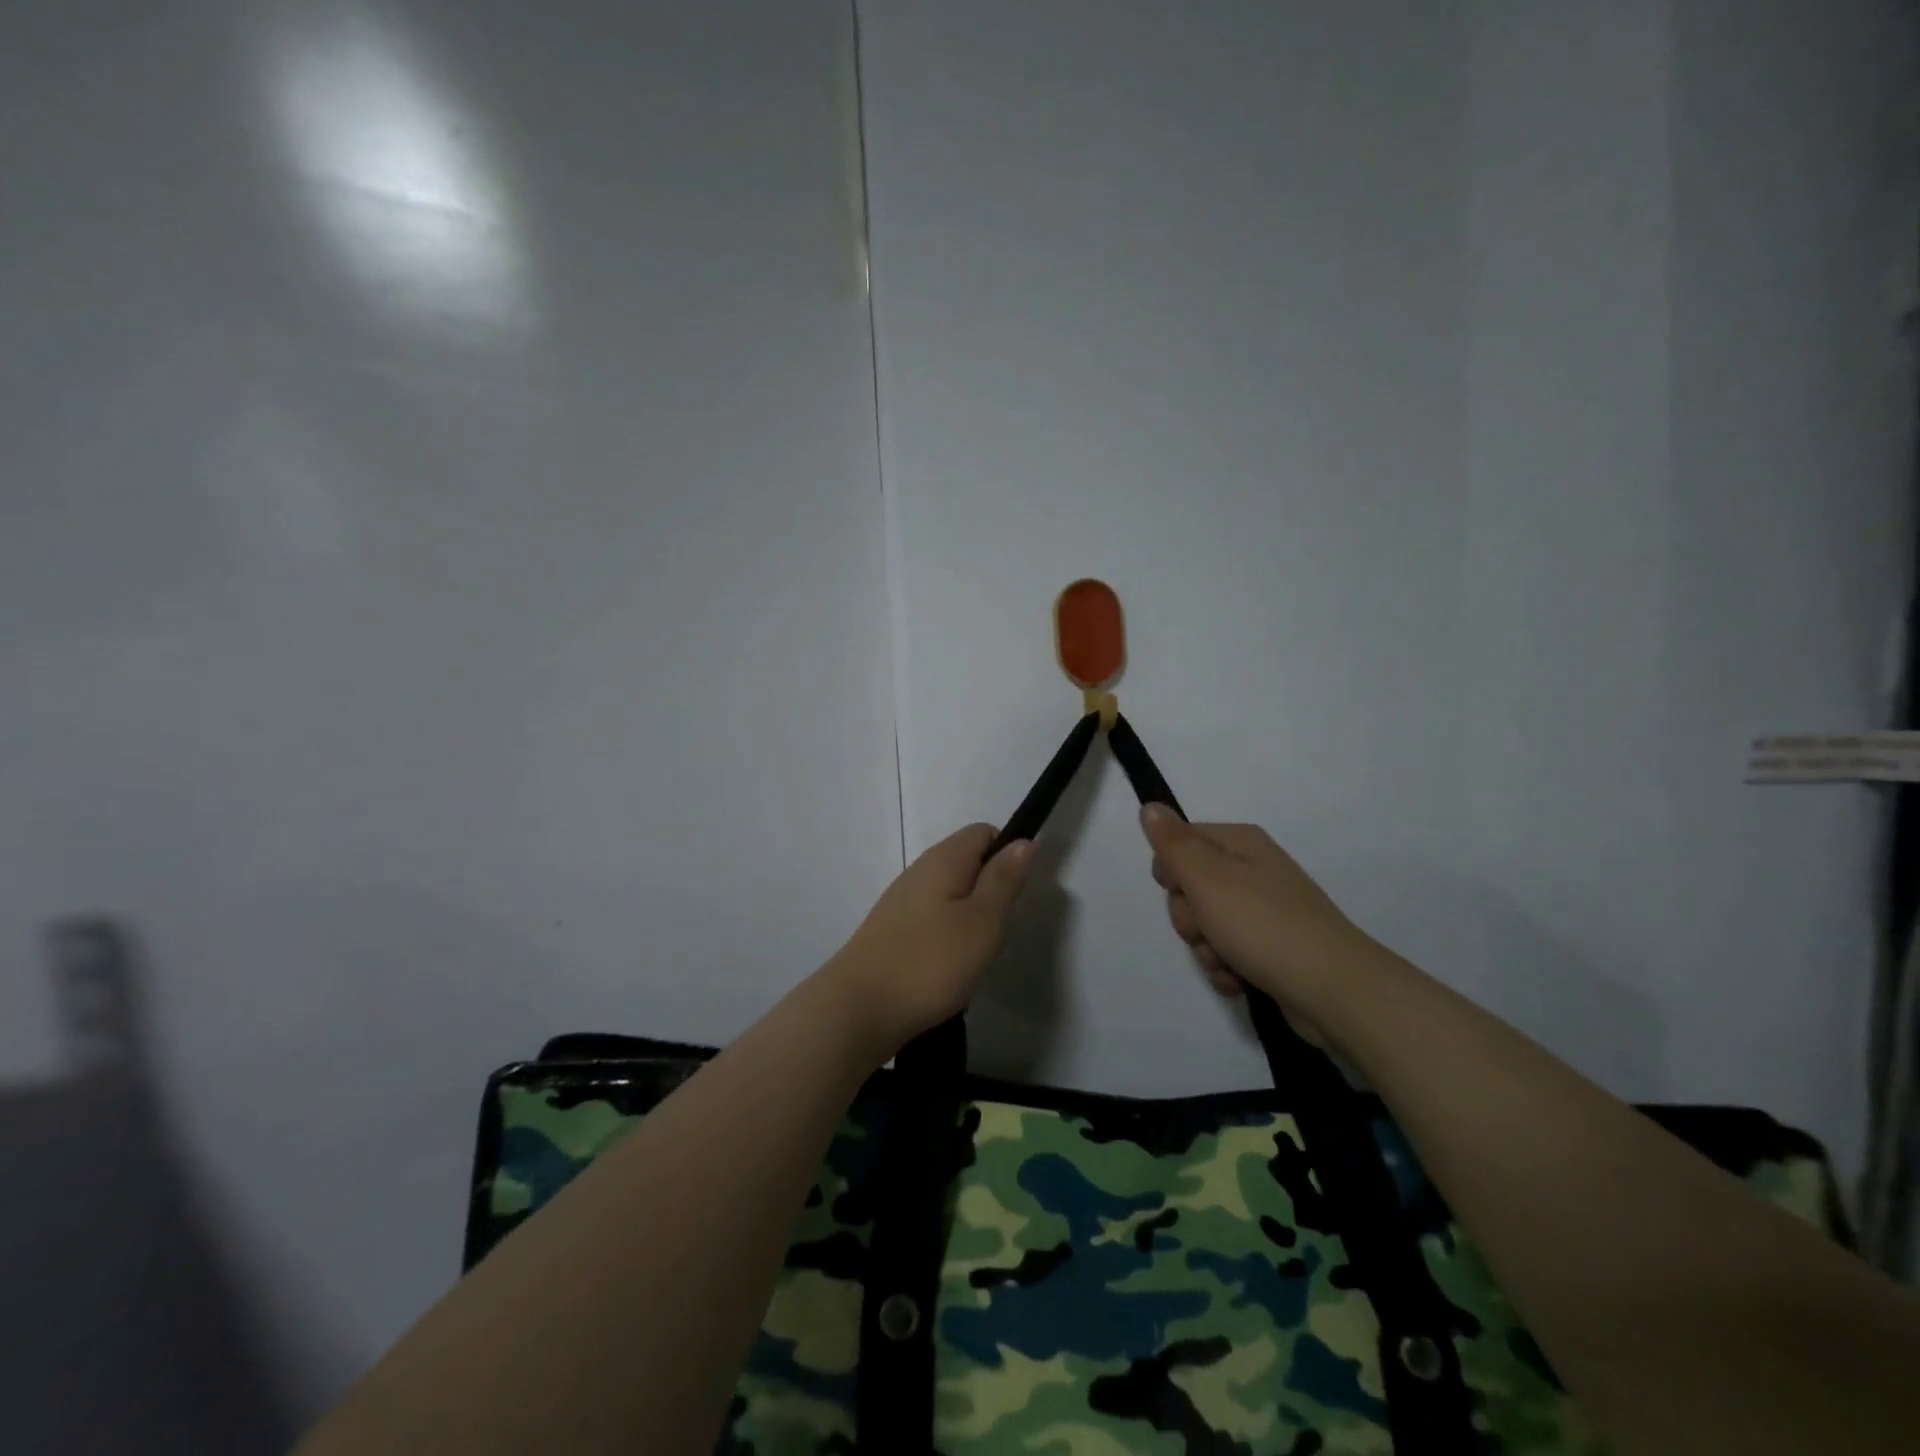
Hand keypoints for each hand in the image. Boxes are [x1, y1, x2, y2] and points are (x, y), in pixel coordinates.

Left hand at [821, 824, 1032, 1057]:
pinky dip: (946, 938)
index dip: (1007, 855)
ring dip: (969, 919)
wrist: (858, 1009)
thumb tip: (1024, 841)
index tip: (1014, 895)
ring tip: (971, 956)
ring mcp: (901, 900)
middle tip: (993, 933)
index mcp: (944, 859)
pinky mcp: (890, 929)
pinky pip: (931, 919)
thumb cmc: (930, 963)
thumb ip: (1004, 879)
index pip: (984, 832)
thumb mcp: (983, 921)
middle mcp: (919, 870)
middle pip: (967, 863)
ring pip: (950, 894)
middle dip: (989, 893)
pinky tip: (945, 969)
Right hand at [1139, 804, 1373, 1020]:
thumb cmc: (1264, 927)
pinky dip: (1227, 968)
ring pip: (1206, 925)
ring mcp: (1264, 911)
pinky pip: (1228, 953)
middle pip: (1190, 888)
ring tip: (1229, 963)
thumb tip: (1150, 806)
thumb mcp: (1208, 879)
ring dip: (1207, 949)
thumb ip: (1174, 844)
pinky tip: (1239, 981)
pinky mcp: (1272, 948)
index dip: (1171, 873)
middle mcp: (1253, 871)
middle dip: (1189, 918)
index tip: (1182, 893)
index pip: (1180, 843)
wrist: (1335, 992)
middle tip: (1207, 931)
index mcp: (1240, 844)